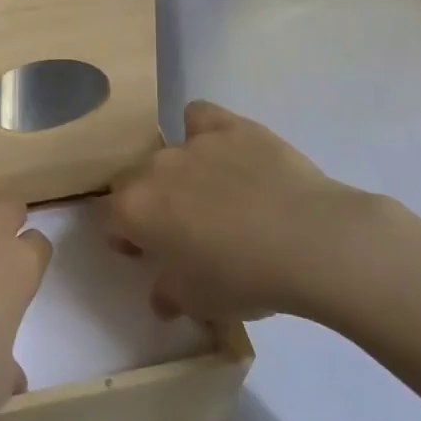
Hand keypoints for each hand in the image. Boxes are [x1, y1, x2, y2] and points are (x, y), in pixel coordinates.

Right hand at [106, 100, 417, 327]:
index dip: (127, 237)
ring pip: (168, 151)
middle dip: (149, 202)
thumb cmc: (244, 279)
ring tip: (212, 196)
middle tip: (181, 230)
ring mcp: (192, 143)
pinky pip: (200, 117)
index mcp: (135, 210)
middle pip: (135, 181)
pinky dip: (203, 130)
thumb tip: (161, 296)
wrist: (309, 241)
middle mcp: (154, 168)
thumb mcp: (200, 303)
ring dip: (178, 173)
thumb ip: (170, 294)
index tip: (147, 254)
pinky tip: (224, 151)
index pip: (112, 219)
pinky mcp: (230, 127)